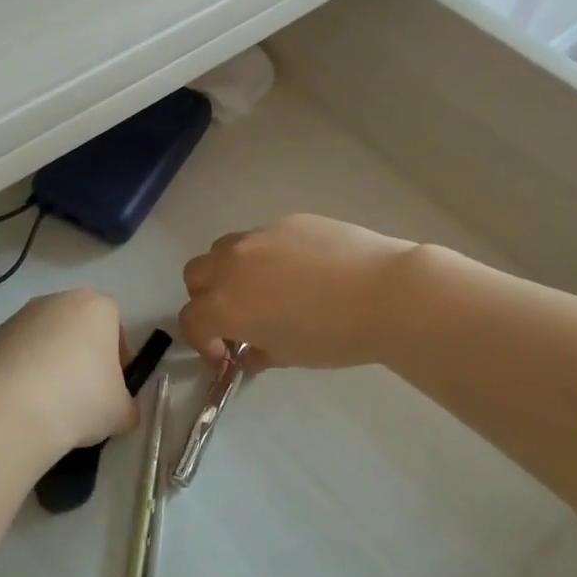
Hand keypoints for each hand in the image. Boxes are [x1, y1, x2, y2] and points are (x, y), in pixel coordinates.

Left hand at [0, 291, 137, 451]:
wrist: (11, 410)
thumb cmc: (80, 399)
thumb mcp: (121, 412)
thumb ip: (127, 406)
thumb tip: (121, 411)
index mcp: (96, 307)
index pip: (116, 324)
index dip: (118, 356)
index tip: (113, 386)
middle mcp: (58, 300)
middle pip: (79, 327)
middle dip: (83, 355)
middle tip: (83, 395)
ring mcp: (21, 316)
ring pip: (46, 338)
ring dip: (51, 362)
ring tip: (49, 403)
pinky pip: (18, 353)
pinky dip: (23, 371)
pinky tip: (23, 402)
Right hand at [180, 214, 419, 368]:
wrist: (384, 292)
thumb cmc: (335, 336)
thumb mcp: (290, 356)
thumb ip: (258, 352)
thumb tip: (249, 352)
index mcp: (227, 303)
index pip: (191, 319)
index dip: (202, 341)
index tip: (226, 354)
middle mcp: (232, 264)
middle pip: (196, 275)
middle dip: (206, 298)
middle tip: (235, 317)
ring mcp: (260, 236)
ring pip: (224, 249)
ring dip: (229, 271)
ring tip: (264, 288)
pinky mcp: (288, 221)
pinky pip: (263, 238)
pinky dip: (267, 255)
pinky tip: (304, 271)